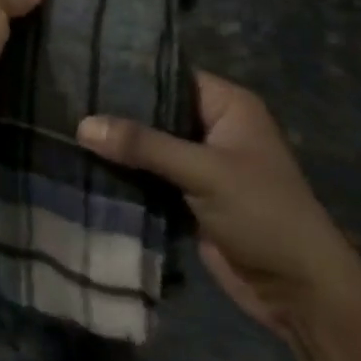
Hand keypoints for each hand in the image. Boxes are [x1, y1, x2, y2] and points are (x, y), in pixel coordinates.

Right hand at [79, 74, 360, 340]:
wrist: (298, 291)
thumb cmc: (263, 215)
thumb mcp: (204, 172)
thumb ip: (144, 146)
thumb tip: (82, 125)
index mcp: (228, 107)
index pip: (170, 76)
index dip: (129, 73)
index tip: (82, 68)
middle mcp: (212, 128)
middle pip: (154, 112)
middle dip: (115, 113)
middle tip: (62, 101)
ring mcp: (199, 165)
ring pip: (147, 146)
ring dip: (115, 147)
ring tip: (62, 129)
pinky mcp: (186, 197)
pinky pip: (147, 177)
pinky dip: (122, 175)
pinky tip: (80, 165)